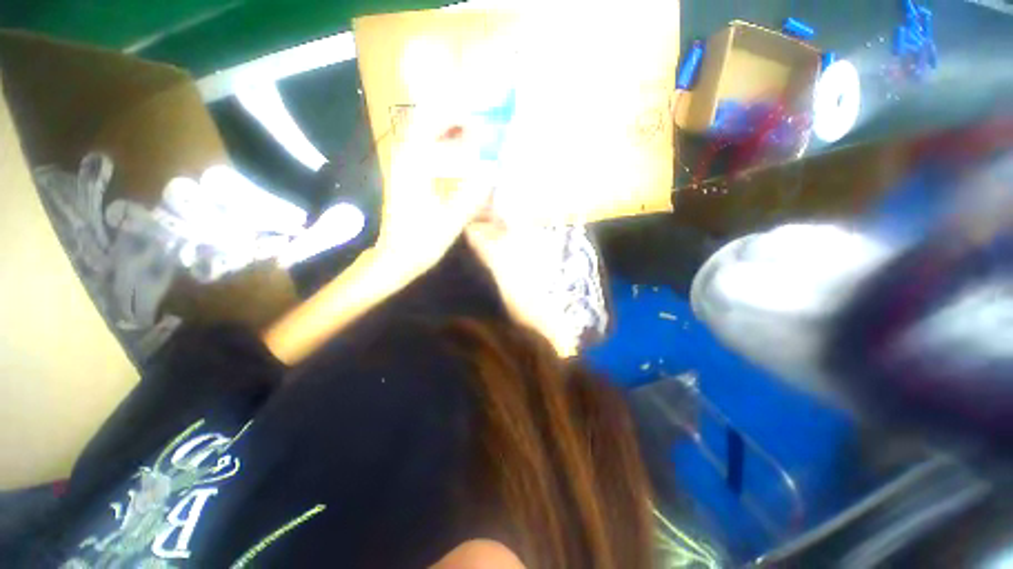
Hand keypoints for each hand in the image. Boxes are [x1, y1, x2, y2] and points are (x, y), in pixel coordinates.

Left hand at [374, 115, 492, 274]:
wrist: (397, 257)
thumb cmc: (423, 241)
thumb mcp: (452, 220)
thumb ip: (471, 194)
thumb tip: (490, 171)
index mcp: (414, 167)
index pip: (430, 123)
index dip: (454, 116)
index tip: (476, 121)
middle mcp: (404, 161)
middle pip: (423, 123)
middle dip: (450, 120)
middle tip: (475, 128)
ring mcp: (401, 169)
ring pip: (421, 137)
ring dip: (444, 133)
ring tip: (469, 141)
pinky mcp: (403, 179)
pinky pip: (421, 152)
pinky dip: (438, 148)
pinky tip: (455, 161)